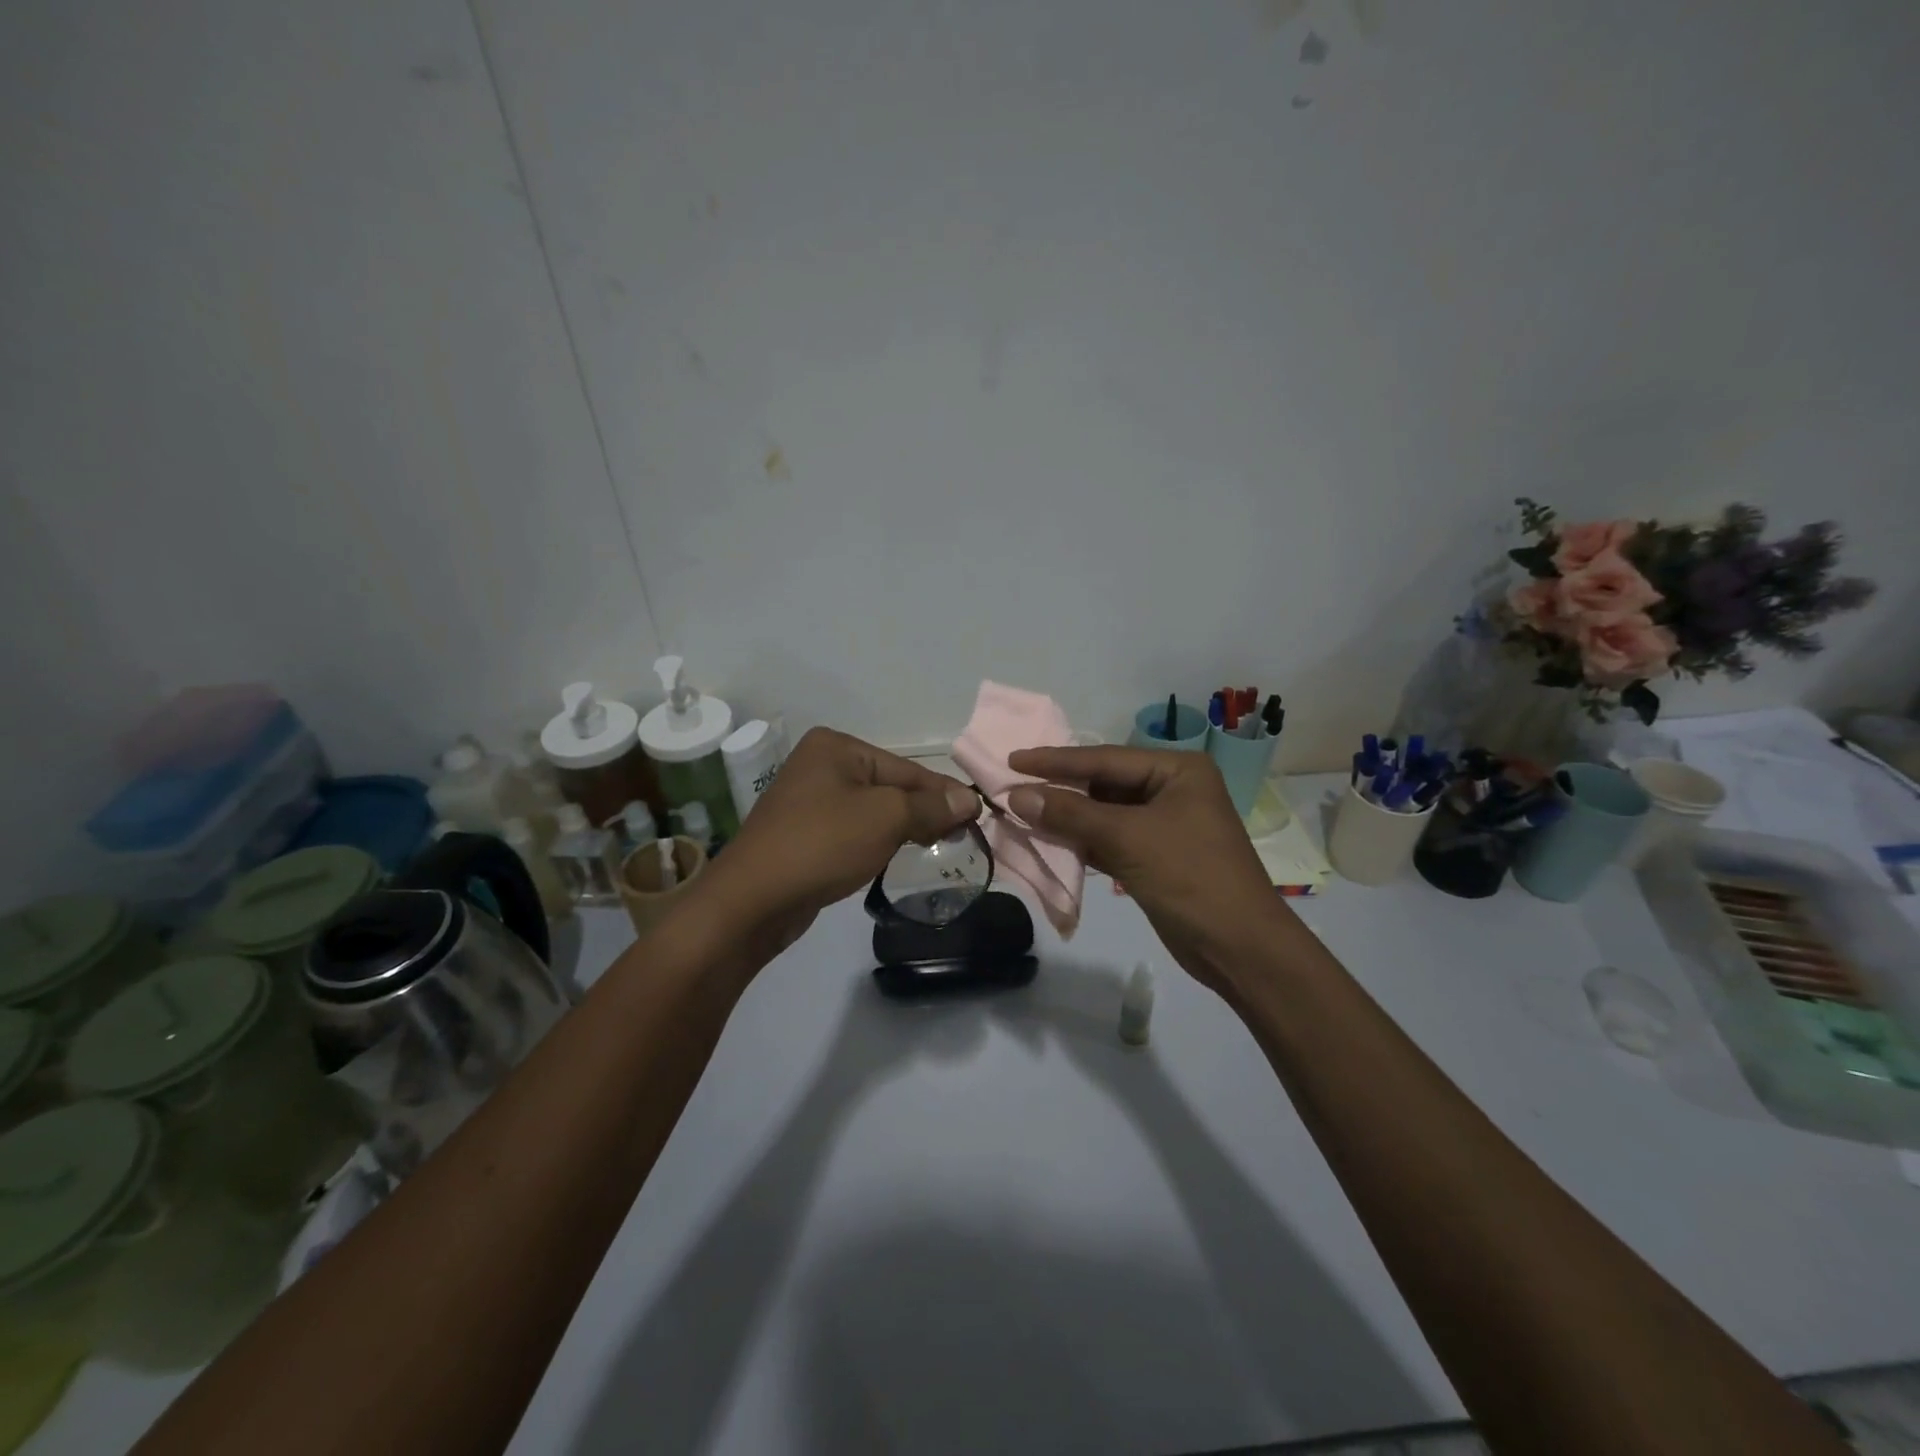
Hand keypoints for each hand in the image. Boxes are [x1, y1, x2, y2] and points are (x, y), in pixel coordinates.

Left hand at [701, 728, 977, 952]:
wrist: (753, 899)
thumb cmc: (823, 843)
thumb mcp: (886, 818)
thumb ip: (931, 807)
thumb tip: (969, 800)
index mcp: (836, 746)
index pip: (906, 768)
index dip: (944, 794)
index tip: (977, 816)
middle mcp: (820, 764)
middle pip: (890, 786)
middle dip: (924, 811)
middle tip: (960, 836)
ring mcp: (808, 799)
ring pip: (872, 810)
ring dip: (903, 827)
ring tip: (935, 846)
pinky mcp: (803, 833)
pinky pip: (853, 829)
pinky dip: (876, 841)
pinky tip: (894, 855)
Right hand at [1006, 745, 1285, 996]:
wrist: (1239, 948)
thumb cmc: (1190, 877)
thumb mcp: (1128, 839)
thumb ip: (1071, 814)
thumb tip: (1016, 796)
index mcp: (1177, 770)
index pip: (1105, 759)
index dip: (1056, 760)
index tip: (1013, 758)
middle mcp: (1171, 790)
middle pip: (1103, 783)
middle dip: (1059, 788)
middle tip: (1010, 784)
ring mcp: (1164, 824)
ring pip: (1103, 813)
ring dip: (1066, 816)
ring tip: (1020, 810)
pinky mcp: (1154, 856)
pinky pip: (1109, 839)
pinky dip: (1080, 840)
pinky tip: (1047, 839)